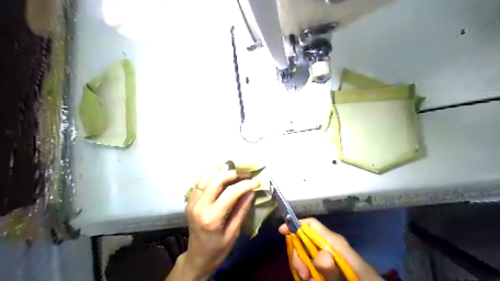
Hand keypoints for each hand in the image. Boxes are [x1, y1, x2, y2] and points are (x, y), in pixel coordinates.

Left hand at [180, 168, 256, 279]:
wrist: (197, 257)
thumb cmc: (218, 249)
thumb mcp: (234, 233)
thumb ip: (242, 210)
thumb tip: (251, 191)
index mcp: (212, 217)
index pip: (230, 192)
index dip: (245, 184)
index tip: (256, 181)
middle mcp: (199, 206)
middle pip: (216, 179)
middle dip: (233, 173)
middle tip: (246, 175)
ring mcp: (192, 202)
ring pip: (206, 176)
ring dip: (221, 173)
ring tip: (235, 175)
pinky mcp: (190, 200)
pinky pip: (200, 181)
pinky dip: (212, 176)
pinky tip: (222, 179)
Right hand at [278, 219, 383, 280]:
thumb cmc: (363, 280)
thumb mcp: (350, 274)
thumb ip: (334, 269)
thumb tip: (319, 257)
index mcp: (333, 241)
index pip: (311, 224)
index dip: (295, 224)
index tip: (281, 232)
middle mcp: (328, 246)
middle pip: (304, 240)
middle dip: (298, 254)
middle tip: (302, 273)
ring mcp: (327, 257)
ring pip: (305, 255)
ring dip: (303, 267)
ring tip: (309, 279)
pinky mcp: (328, 267)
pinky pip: (311, 266)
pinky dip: (309, 275)